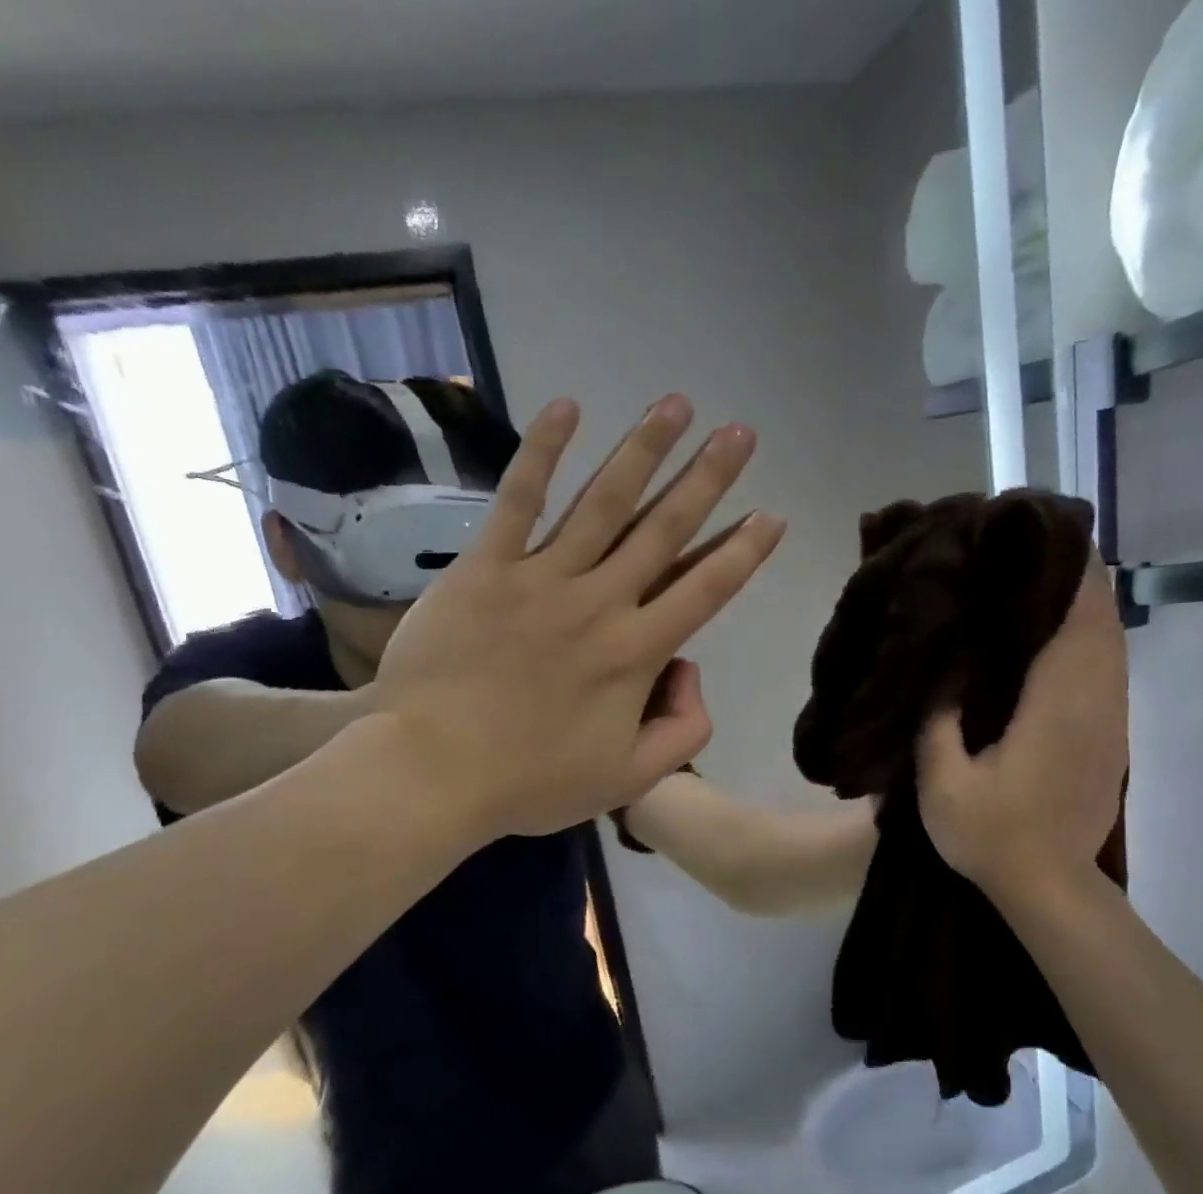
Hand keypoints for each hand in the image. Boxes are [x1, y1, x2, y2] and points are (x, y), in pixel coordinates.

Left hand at [371, 394, 784, 841]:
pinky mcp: (487, 567)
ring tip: (677, 404)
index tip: (771, 515)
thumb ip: (683, 732)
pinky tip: (567, 407)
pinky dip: (542, 453)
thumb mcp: (629, 781)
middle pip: (665, 530)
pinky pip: (518, 500)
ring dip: (644, 449)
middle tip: (740, 434)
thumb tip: (689, 671)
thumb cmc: (531, 782)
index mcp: (637, 653)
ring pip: (604, 502)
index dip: (744, 552)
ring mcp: (542, 578)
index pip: (706, 590)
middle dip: (708, 478)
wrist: (431, 770)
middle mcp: (601, 602)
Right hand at [916, 557, 1127, 894]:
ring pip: (1111, 644)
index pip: (1076, 619)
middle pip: (1101, 621)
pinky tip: (1057, 637)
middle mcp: (1094, 702)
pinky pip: (1108, 670)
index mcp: (1055, 706)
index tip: (1039, 538)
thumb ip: (938, 718)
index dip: (1066, 573)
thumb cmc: (991, 834)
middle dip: (1075, 578)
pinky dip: (1089, 640)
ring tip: (1041, 580)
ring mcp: (1110, 721)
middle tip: (1028, 550)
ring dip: (1085, 608)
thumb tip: (944, 665)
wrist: (1049, 886)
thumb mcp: (942, 781)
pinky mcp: (1112, 737)